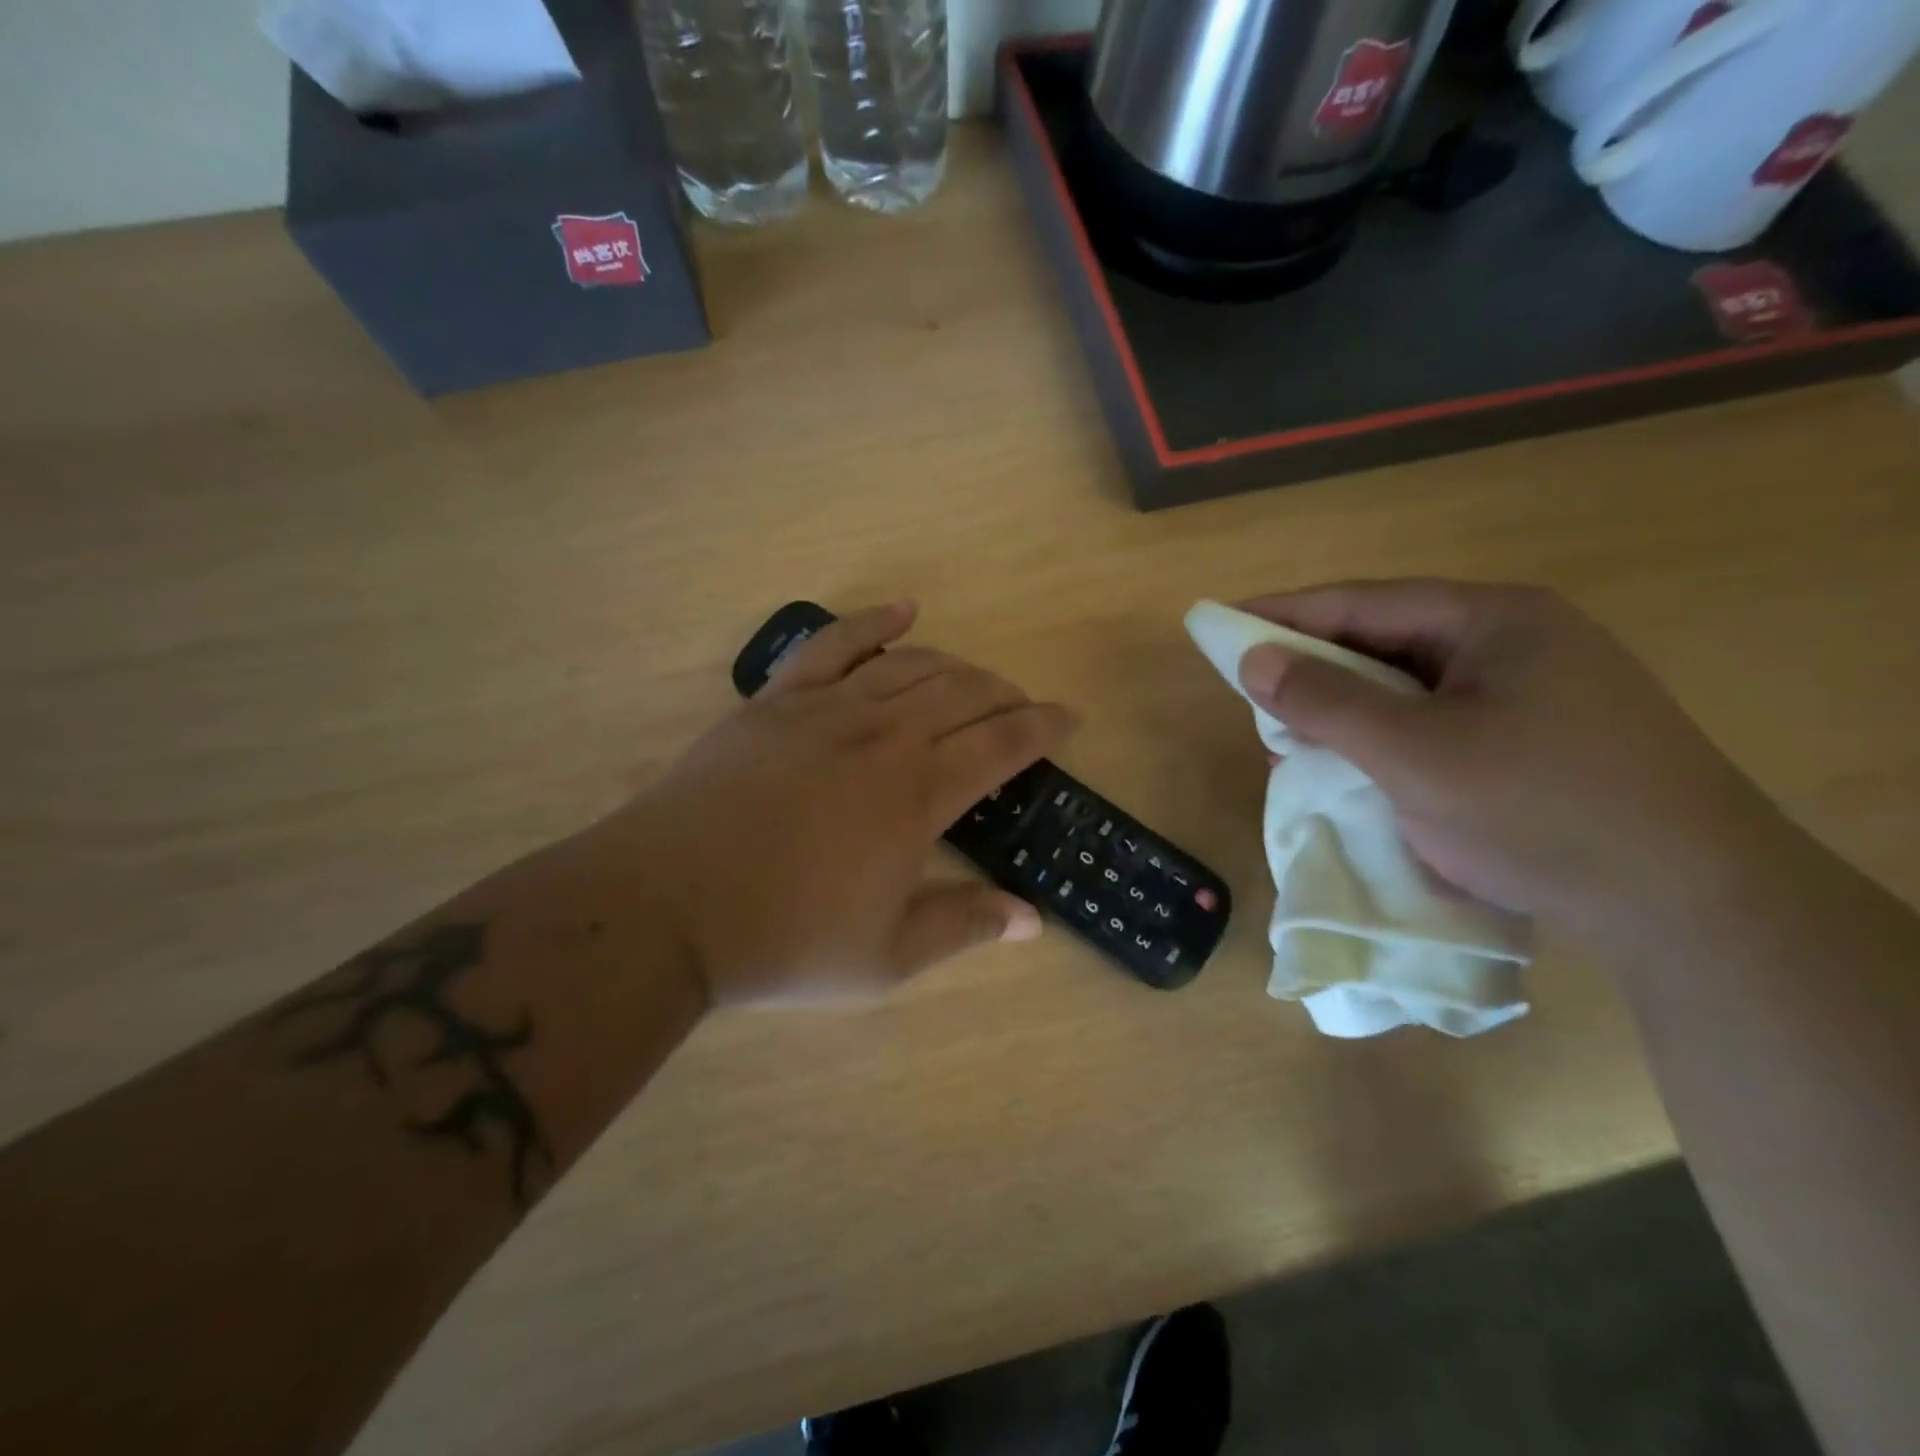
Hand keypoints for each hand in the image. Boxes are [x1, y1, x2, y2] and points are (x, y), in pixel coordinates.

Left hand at [598, 602, 1075, 1005]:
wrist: (665, 908)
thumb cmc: (783, 940)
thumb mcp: (885, 958)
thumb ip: (962, 925)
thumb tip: (1031, 920)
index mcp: (916, 796)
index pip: (1001, 743)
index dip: (1043, 726)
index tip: (1068, 718)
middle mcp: (882, 737)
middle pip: (963, 692)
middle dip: (1005, 695)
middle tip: (1021, 710)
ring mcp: (826, 710)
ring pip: (910, 665)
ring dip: (955, 666)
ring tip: (975, 680)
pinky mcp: (777, 700)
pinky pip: (834, 644)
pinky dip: (873, 621)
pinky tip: (903, 609)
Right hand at [1235, 580, 1785, 941]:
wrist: (1692, 905)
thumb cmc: (1539, 810)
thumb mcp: (1413, 754)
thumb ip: (1326, 701)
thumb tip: (1252, 659)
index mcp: (1494, 620)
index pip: (1364, 603)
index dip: (1285, 613)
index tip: (1223, 624)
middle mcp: (1518, 642)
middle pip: (1388, 641)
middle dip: (1316, 669)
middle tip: (1256, 696)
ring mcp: (1537, 692)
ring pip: (1411, 687)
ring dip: (1349, 710)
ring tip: (1295, 739)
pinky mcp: (1541, 740)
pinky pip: (1439, 723)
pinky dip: (1388, 739)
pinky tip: (1360, 767)